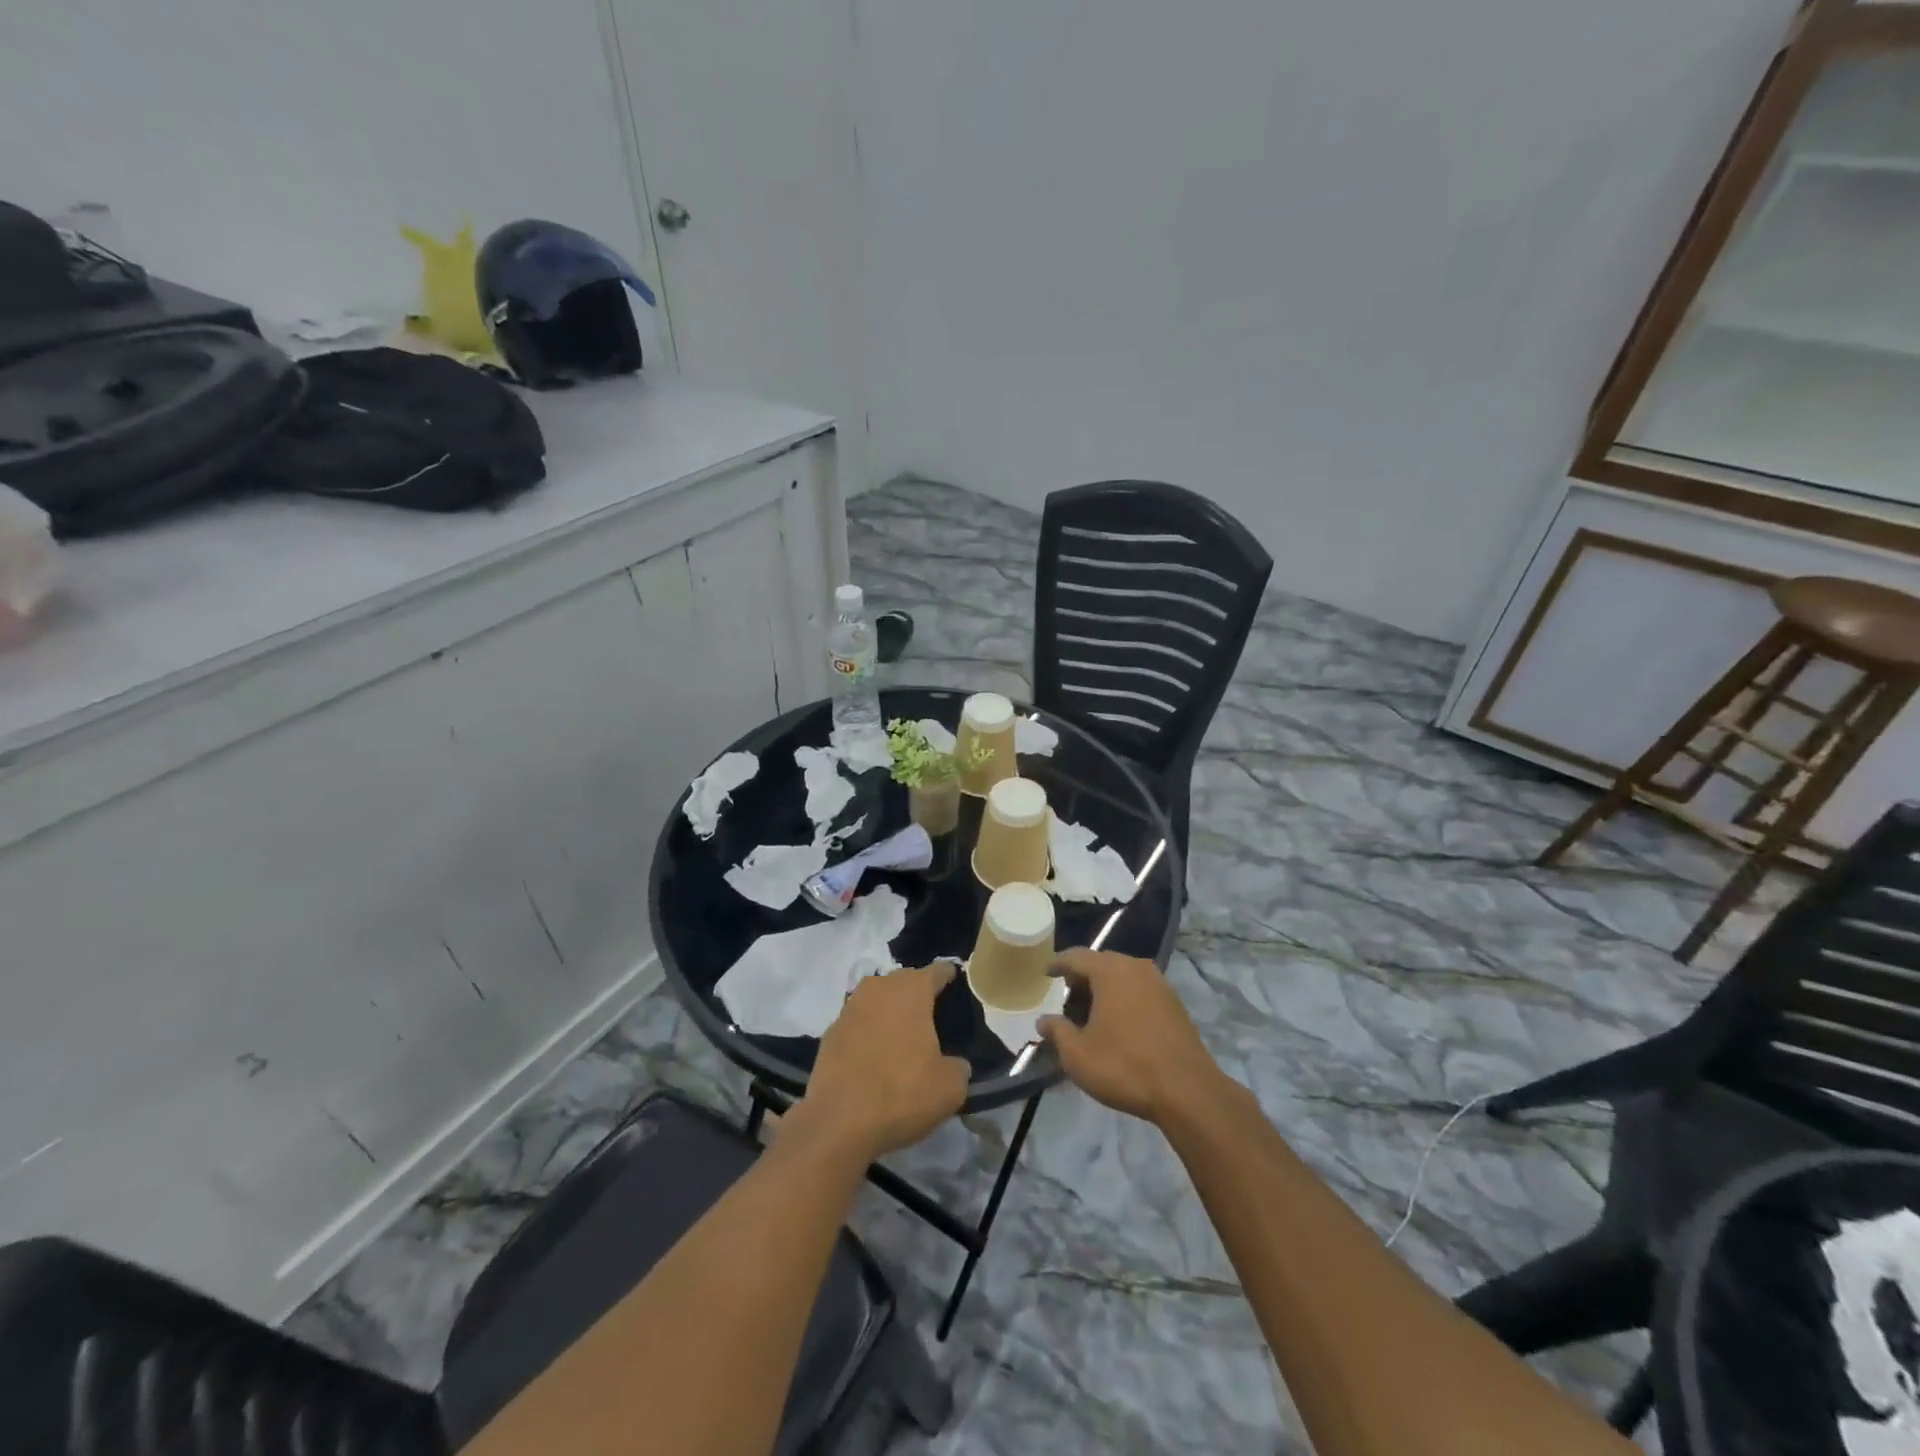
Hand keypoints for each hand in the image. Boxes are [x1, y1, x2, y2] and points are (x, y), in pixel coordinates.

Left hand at [791, 963, 970, 1160]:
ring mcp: (850, 1008)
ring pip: (877, 999)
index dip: (948, 976)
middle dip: (917, 992)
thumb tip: (955, 1064)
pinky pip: (858, 1022)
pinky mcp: (830, 1032)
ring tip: (902, 1033)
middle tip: (931, 1014)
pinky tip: (874, 1054)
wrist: (838, 1121)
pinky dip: (868, 1032)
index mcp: (912, 990)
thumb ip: (958, 1067)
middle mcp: (880, 988)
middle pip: (904, 981)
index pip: (937, 971)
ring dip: (889, 1010)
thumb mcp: (950, 1087)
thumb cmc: (902, 1093)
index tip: (955, 982)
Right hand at [1039, 949, 1224, 1125]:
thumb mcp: (1078, 1055)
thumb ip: (1057, 1032)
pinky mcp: (1175, 1003)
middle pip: (1101, 962)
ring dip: (1105, 987)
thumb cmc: (1125, 1067)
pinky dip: (1125, 997)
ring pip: (1123, 975)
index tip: (1046, 973)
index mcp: (1110, 972)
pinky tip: (1119, 1021)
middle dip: (1082, 977)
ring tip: (1092, 1011)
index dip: (1058, 964)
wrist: (1187, 1091)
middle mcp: (1136, 968)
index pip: (1076, 957)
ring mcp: (1159, 983)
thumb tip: (1043, 1020)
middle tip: (1067, 997)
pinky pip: (1140, 989)